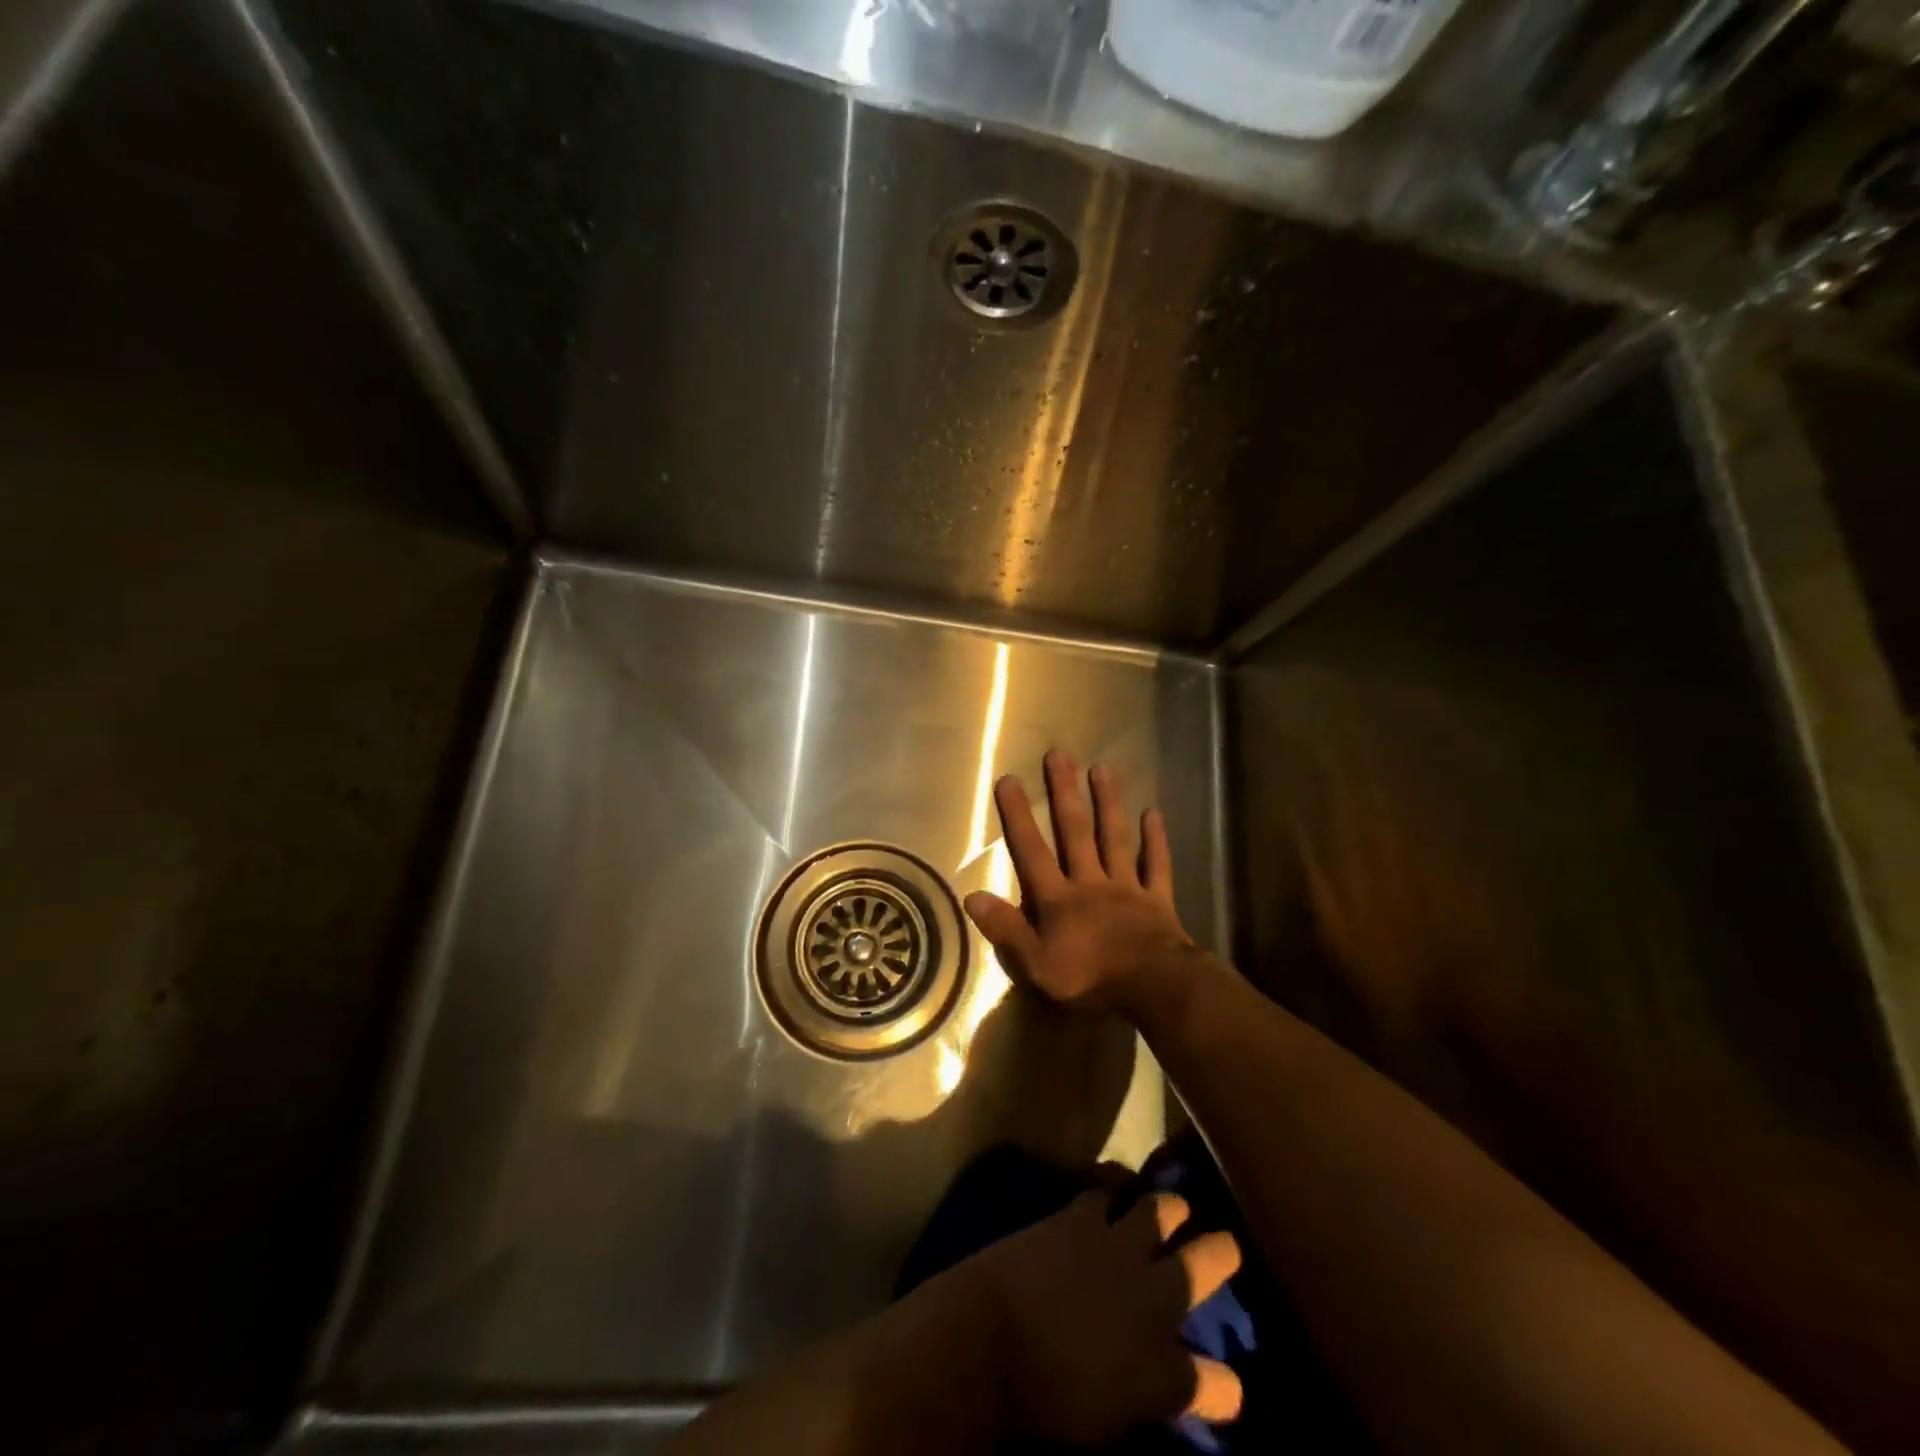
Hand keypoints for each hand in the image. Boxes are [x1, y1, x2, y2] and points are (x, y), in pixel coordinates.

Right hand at [965, 750, 1193, 1013]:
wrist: (1154, 989)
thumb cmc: (1091, 979)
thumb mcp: (1037, 965)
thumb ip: (1006, 929)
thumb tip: (971, 897)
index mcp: (1059, 899)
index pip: (1032, 851)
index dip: (1019, 816)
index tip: (1009, 780)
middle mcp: (1091, 882)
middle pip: (1075, 832)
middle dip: (1065, 793)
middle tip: (1060, 755)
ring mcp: (1127, 887)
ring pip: (1115, 838)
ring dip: (1109, 803)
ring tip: (1103, 768)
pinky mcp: (1157, 900)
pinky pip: (1156, 865)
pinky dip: (1155, 841)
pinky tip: (1154, 814)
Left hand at [970, 1187, 1242, 1444]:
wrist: (991, 1338)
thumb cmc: (1043, 1400)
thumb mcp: (1105, 1419)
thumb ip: (1141, 1393)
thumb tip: (1158, 1381)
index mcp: (1164, 1371)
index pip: (1219, 1384)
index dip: (1224, 1386)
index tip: (1226, 1385)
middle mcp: (1152, 1298)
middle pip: (1205, 1265)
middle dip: (1221, 1253)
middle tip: (1226, 1244)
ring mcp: (1117, 1247)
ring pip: (1160, 1209)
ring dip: (1169, 1208)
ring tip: (1174, 1205)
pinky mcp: (1080, 1217)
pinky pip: (1106, 1189)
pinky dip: (1113, 1188)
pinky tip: (1113, 1187)